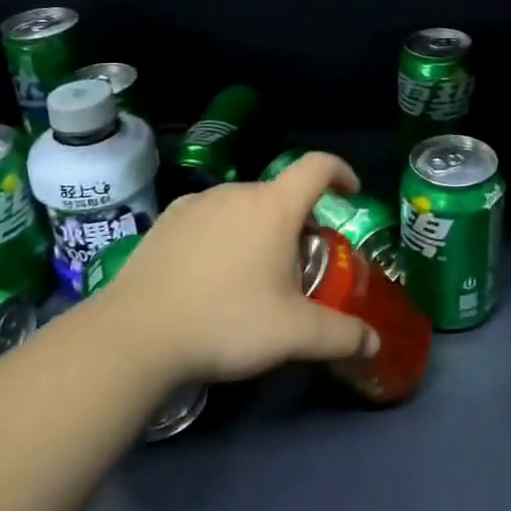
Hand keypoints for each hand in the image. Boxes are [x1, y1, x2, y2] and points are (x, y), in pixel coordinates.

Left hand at [96, 153, 381, 383]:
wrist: (135, 334)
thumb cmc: (226, 321)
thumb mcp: (293, 334)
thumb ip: (341, 335)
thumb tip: (375, 344)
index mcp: (274, 206)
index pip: (317, 167)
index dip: (341, 171)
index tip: (350, 193)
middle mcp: (237, 192)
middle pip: (281, 194)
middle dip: (299, 221)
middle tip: (301, 265)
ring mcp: (196, 203)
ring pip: (244, 206)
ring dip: (259, 229)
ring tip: (254, 274)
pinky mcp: (166, 221)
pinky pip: (209, 218)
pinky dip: (223, 235)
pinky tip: (211, 275)